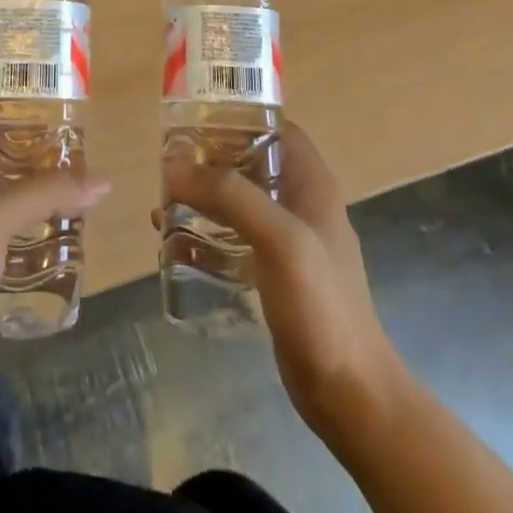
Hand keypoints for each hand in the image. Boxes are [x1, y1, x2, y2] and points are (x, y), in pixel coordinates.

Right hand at [160, 121, 404, 441]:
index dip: (238, 118)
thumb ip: (230, 196)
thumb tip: (173, 165)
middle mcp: (299, 204)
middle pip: (249, 162)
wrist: (350, 394)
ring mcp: (286, 241)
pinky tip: (170, 242)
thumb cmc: (321, 306)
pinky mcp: (271, 274)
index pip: (275, 128)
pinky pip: (230, 240)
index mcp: (311, 184)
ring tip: (162, 200)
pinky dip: (202, 235)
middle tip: (167, 163)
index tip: (194, 121)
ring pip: (236, 201)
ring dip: (201, 197)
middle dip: (208, 159)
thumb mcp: (279, 239)